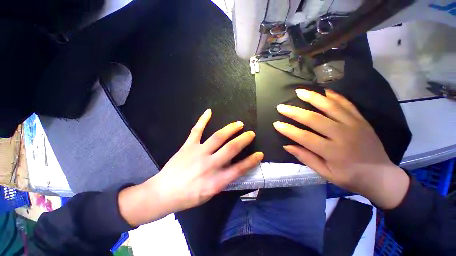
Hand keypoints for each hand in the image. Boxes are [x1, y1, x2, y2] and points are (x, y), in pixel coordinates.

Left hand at [119, 109, 262, 225]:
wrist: (163, 193)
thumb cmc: (188, 197)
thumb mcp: (210, 194)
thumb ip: (223, 180)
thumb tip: (234, 168)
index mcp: (216, 180)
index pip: (240, 168)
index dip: (252, 161)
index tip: (260, 154)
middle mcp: (210, 164)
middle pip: (231, 148)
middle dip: (243, 139)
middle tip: (251, 133)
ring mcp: (198, 152)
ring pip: (218, 137)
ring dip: (230, 129)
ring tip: (238, 124)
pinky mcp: (188, 146)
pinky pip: (196, 130)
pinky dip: (203, 120)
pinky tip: (209, 111)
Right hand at [273, 88, 408, 208]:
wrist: (382, 176)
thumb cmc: (350, 177)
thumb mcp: (325, 174)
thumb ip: (306, 158)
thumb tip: (287, 146)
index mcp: (333, 152)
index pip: (304, 137)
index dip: (288, 130)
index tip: (276, 123)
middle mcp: (343, 135)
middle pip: (314, 119)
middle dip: (294, 112)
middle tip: (281, 106)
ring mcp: (354, 125)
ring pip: (330, 106)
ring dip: (313, 97)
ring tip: (299, 91)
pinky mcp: (361, 120)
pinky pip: (347, 104)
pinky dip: (334, 96)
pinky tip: (324, 90)